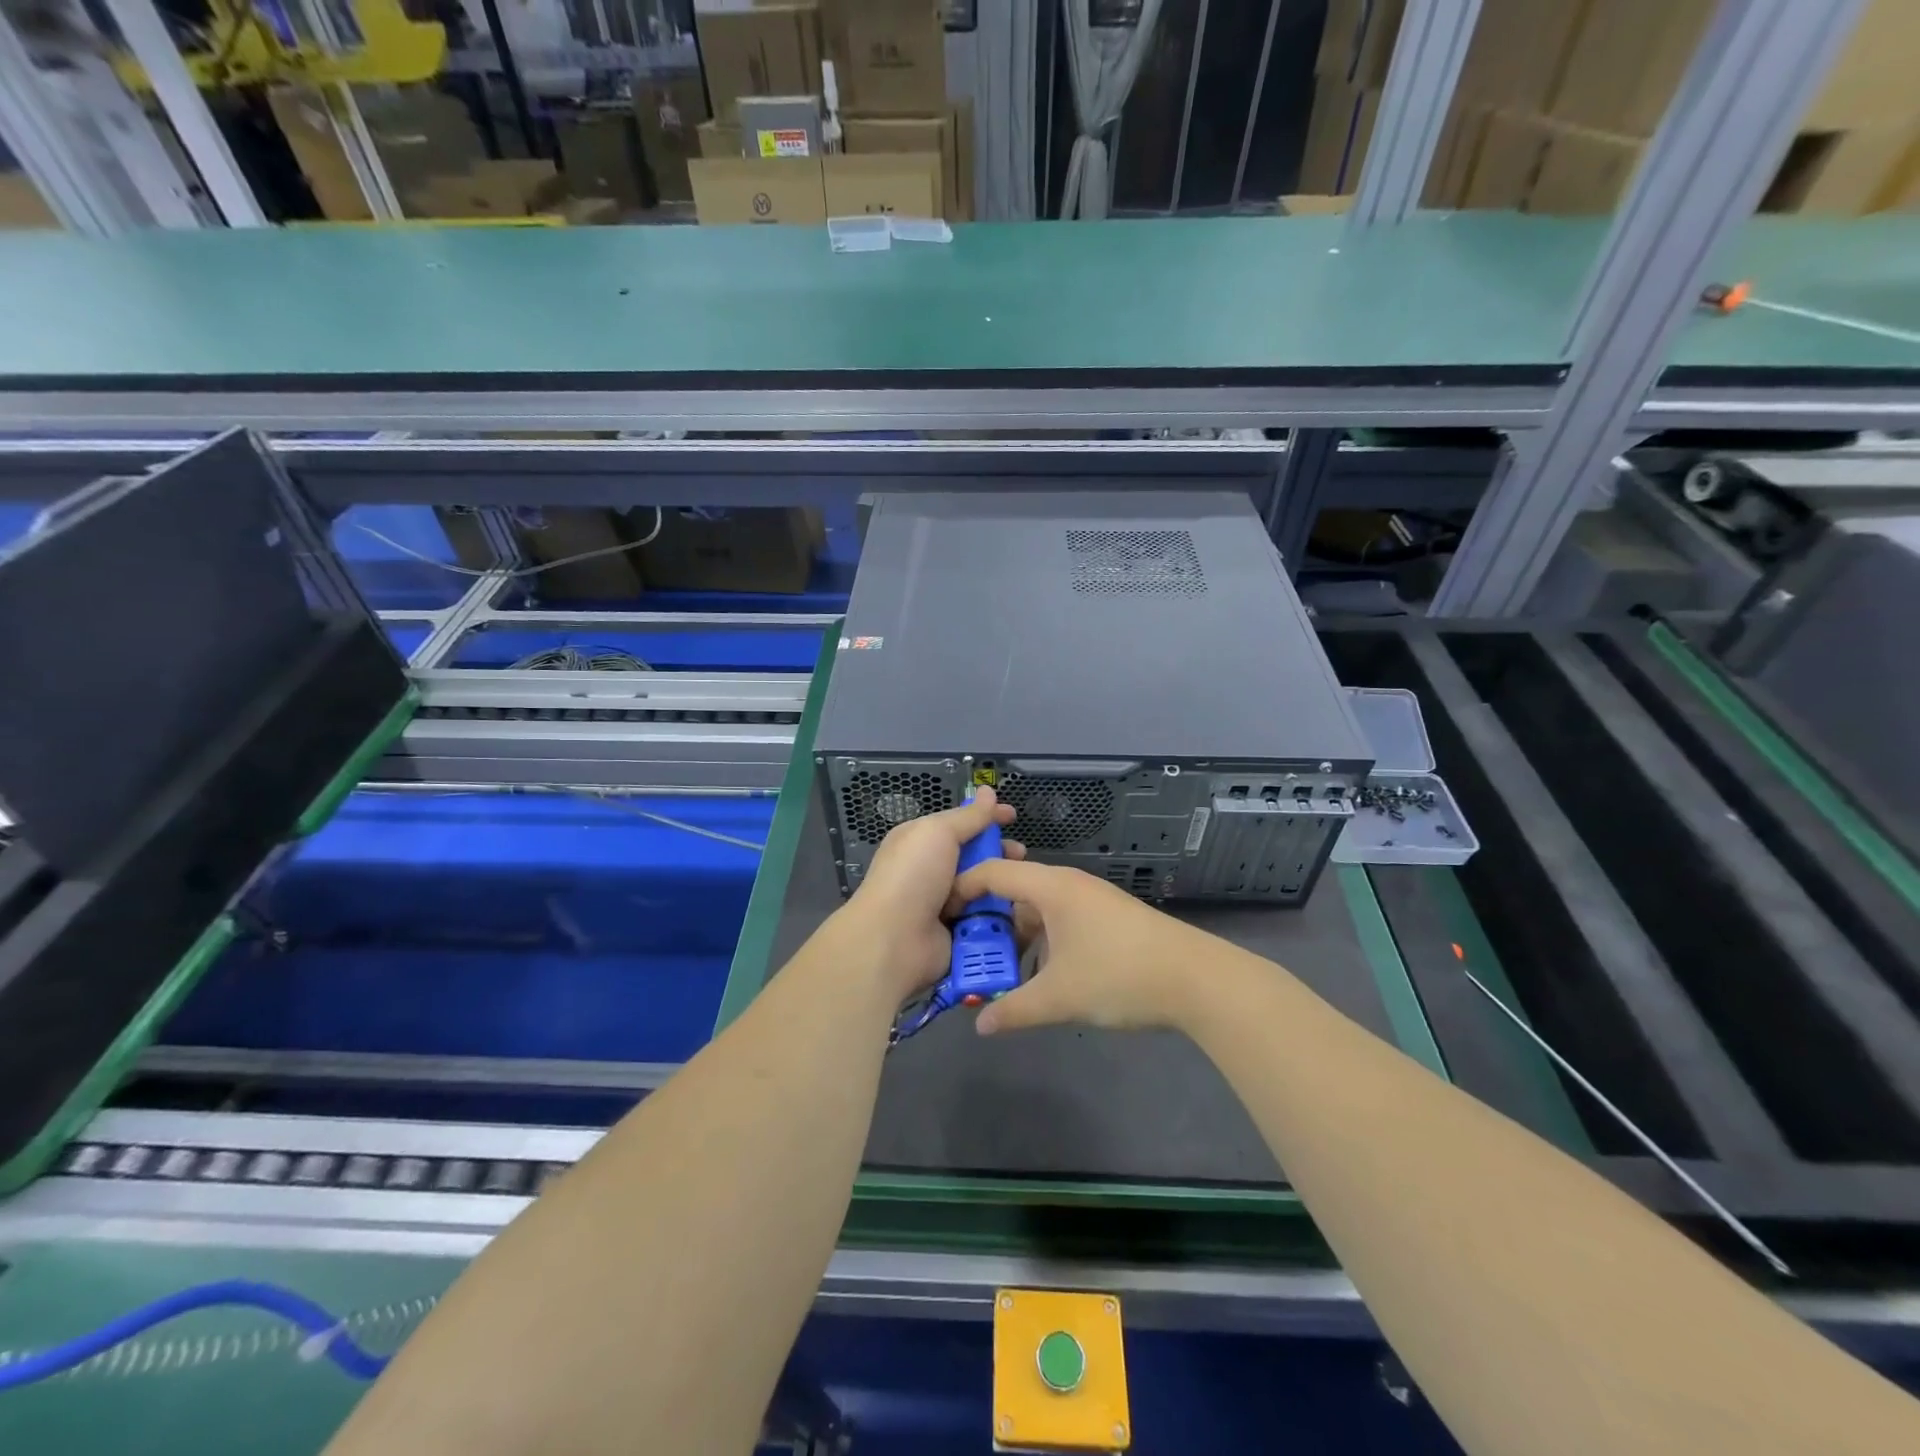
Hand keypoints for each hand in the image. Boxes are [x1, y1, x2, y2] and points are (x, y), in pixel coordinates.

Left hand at [841, 787, 1022, 1003]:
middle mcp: (930, 871)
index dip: (986, 818)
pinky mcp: (956, 933)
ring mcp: (943, 904)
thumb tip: (987, 791)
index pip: (959, 824)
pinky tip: (1017, 909)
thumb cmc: (913, 876)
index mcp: (920, 842)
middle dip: (998, 853)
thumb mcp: (939, 833)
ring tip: (1020, 883)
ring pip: (982, 888)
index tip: (1013, 816)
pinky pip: (984, 918)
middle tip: (1021, 855)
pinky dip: (998, 914)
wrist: (894, 940)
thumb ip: (968, 816)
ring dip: (1001, 885)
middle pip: (974, 856)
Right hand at [944, 860, 1207, 1034]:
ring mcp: (1091, 901)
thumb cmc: (1119, 975)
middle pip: (1014, 892)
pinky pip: (1060, 923)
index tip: (938, 915)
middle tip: (963, 953)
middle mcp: (1068, 885)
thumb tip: (981, 1027)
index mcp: (1051, 887)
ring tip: (996, 971)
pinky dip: (1042, 943)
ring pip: (1039, 911)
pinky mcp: (1108, 920)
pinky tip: (1039, 976)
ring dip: (1017, 938)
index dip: (961, 889)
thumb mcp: (1059, 997)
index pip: (993, 873)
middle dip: (987, 923)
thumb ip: (1014, 1009)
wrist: (1197, 980)